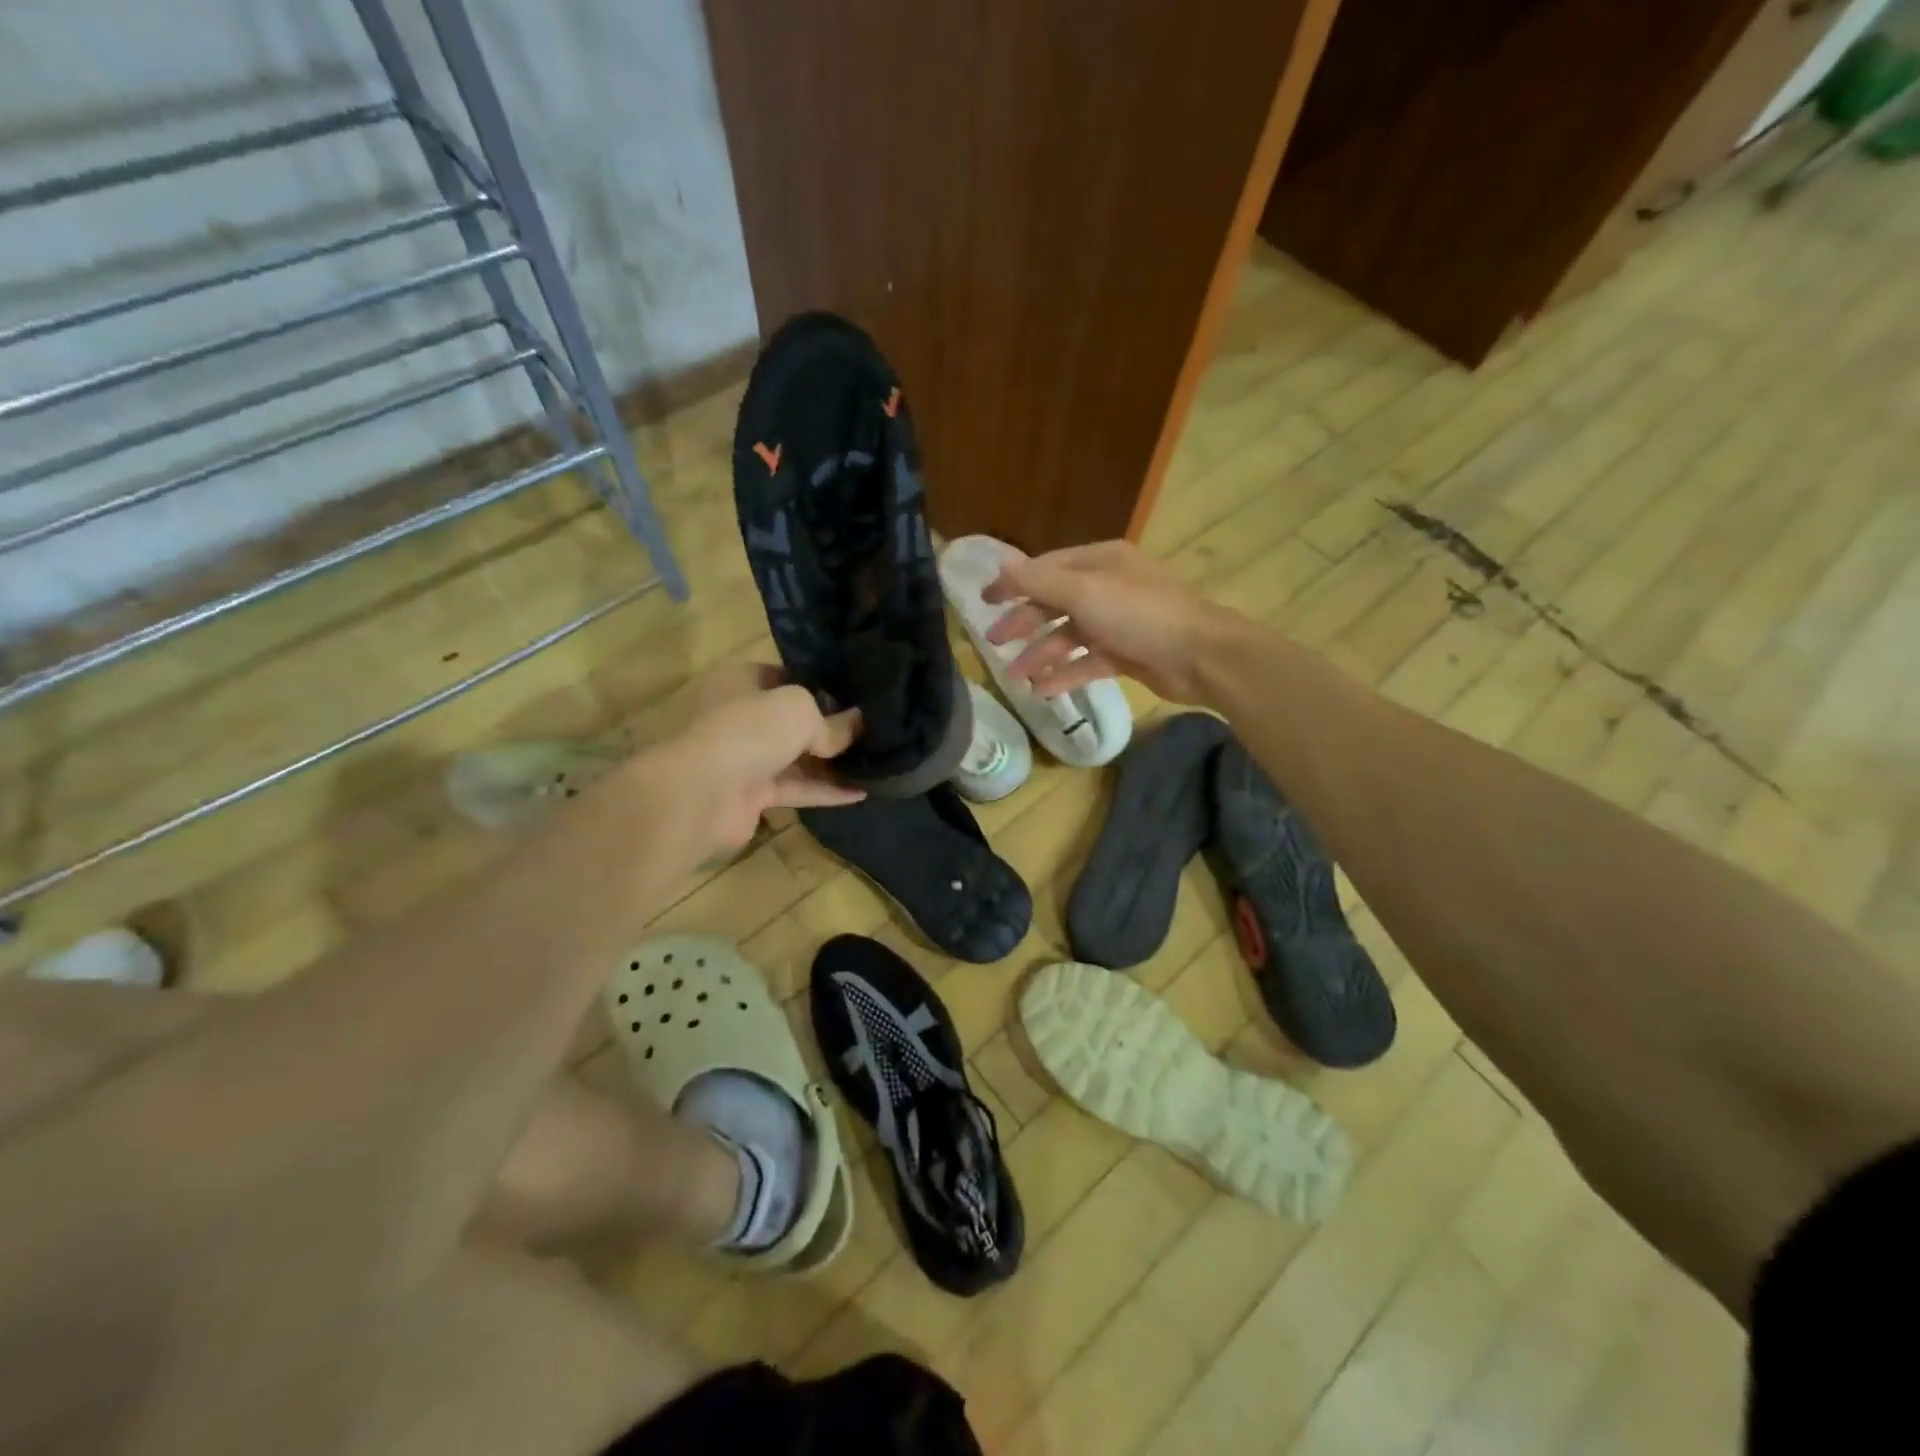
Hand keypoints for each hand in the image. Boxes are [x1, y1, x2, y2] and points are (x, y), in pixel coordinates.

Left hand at [654, 664, 863, 855]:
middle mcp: (741, 717)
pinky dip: (826, 790)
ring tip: (875, 760)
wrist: (701, 793)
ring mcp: (745, 758)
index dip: (820, 683)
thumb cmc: (748, 731)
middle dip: (830, 725)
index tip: (856, 693)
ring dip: (831, 762)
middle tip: (872, 727)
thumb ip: (832, 720)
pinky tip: (862, 791)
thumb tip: (859, 725)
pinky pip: (796, 788)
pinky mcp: (752, 795)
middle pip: (792, 720)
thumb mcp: (799, 710)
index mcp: (741, 682)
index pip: (785, 676)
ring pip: (796, 757)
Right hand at [982, 540, 1228, 703]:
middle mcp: (1107, 588)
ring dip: (1042, 655)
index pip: (1046, 568)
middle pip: (1055, 603)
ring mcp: (1118, 622)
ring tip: (1016, 676)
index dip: (1014, 584)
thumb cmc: (1140, 615)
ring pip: (1069, 636)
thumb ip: (1040, 581)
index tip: (984, 602)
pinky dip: (1065, 674)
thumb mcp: (1084, 593)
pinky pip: (1087, 662)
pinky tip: (1043, 690)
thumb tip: (1000, 562)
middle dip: (1024, 622)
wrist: (1200, 656)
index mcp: (1099, 563)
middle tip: (994, 642)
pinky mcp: (1126, 654)